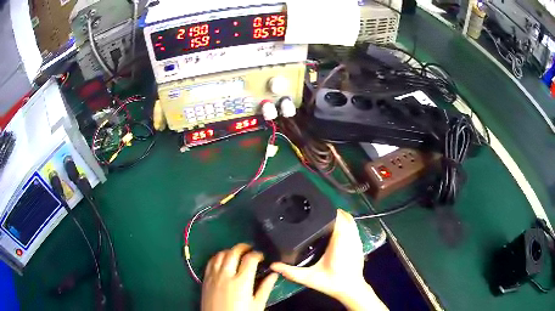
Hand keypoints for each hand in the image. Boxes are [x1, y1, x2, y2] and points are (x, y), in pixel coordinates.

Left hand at [201, 243, 278, 310]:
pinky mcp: (206, 279)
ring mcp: (214, 276)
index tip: (261, 256)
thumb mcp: (257, 304)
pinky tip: (222, 259)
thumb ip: (266, 287)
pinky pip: (210, 262)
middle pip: (233, 252)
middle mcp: (226, 275)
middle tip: (250, 249)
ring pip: (220, 254)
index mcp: (242, 281)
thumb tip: (274, 274)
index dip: (257, 254)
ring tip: (237, 253)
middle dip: (243, 247)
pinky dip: (217, 256)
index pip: (250, 259)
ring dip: (230, 250)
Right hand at [270, 209, 386, 310]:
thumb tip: (273, 265)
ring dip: (341, 217)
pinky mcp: (359, 245)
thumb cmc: (332, 283)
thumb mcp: (310, 278)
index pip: (339, 218)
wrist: (351, 290)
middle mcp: (351, 238)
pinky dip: (346, 224)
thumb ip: (291, 272)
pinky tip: (336, 229)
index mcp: (340, 242)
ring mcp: (357, 241)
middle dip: (333, 212)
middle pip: (345, 216)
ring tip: (325, 218)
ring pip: (351, 221)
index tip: (316, 208)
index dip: (329, 211)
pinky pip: (354, 228)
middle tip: (317, 213)